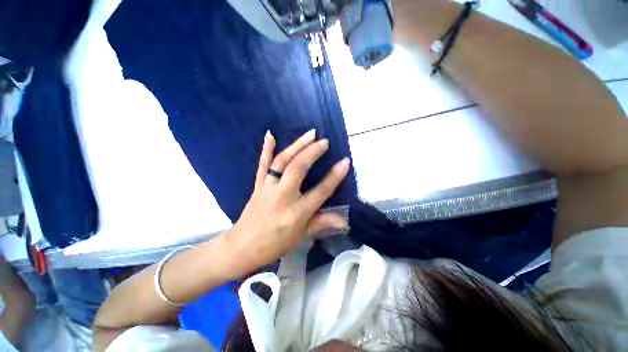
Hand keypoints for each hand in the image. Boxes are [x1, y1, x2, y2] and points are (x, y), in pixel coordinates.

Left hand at [225, 129, 349, 268]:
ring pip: (282, 162)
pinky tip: (270, 135)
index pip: (320, 191)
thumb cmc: (275, 244)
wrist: (243, 247)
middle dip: (312, 152)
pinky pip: (262, 164)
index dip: (334, 176)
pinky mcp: (258, 185)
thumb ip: (322, 223)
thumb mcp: (302, 237)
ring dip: (296, 145)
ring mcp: (268, 188)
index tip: (345, 161)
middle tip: (324, 141)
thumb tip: (345, 221)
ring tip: (309, 134)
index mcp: (296, 213)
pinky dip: (266, 149)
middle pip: (298, 169)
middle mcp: (282, 196)